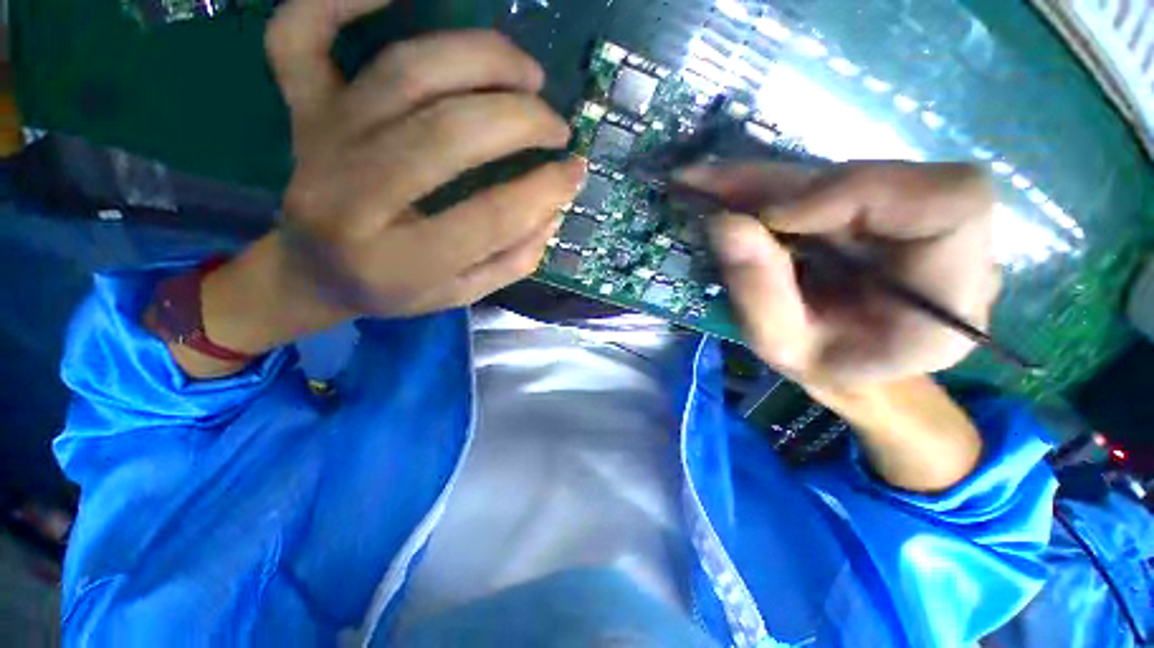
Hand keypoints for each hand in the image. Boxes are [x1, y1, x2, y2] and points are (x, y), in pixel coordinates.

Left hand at [170, 1, 584, 378]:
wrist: (313, 272)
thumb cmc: (395, 289)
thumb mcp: (463, 293)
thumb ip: (513, 259)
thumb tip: (554, 208)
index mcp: (400, 262)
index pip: (489, 217)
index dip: (544, 190)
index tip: (577, 171)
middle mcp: (353, 198)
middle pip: (448, 133)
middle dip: (520, 121)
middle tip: (556, 126)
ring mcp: (320, 141)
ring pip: (404, 71)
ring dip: (480, 58)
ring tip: (527, 74)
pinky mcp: (300, 107)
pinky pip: (301, 31)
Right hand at [683, 161, 998, 387]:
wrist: (851, 362)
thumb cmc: (823, 366)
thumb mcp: (780, 344)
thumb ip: (757, 291)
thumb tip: (723, 222)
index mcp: (949, 299)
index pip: (949, 204)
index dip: (858, 192)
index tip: (773, 216)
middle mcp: (952, 245)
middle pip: (881, 177)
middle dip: (782, 183)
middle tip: (708, 183)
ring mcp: (919, 217)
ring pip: (845, 173)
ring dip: (771, 181)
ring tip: (709, 187)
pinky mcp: (886, 205)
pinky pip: (830, 181)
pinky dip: (776, 186)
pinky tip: (732, 192)